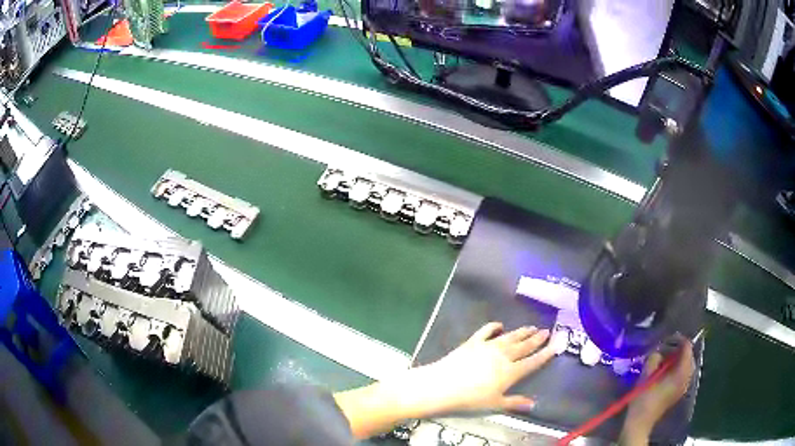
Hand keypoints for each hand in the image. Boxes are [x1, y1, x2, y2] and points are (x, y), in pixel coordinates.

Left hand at [334, 322, 555, 438]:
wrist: (442, 385)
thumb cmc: (470, 399)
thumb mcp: (494, 404)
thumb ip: (515, 402)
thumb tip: (534, 404)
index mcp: (510, 372)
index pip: (533, 361)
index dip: (546, 353)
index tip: (557, 344)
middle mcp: (503, 356)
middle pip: (524, 346)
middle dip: (537, 339)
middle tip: (547, 330)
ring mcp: (488, 347)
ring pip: (510, 337)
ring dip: (521, 332)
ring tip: (532, 327)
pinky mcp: (472, 342)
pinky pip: (486, 331)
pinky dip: (494, 327)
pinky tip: (499, 325)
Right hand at [621, 337, 694, 443]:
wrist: (640, 422)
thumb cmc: (643, 398)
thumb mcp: (646, 375)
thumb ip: (654, 359)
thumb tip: (658, 351)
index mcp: (681, 372)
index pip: (687, 348)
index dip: (679, 339)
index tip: (668, 337)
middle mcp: (686, 377)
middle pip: (689, 356)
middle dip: (679, 349)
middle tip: (666, 346)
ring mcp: (683, 386)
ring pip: (687, 365)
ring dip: (678, 359)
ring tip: (665, 358)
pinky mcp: (678, 392)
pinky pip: (683, 374)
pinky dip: (677, 368)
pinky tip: (666, 370)